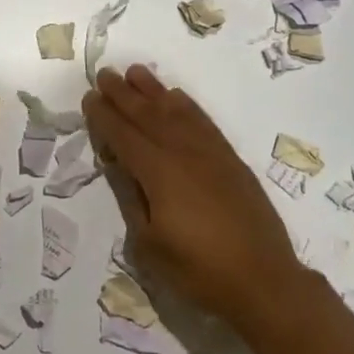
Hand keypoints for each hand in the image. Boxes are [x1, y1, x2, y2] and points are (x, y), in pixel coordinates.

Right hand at [83, 65, 305, 339]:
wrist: (264, 281)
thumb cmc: (198, 270)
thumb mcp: (149, 244)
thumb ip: (131, 197)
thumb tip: (118, 163)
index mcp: (158, 172)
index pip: (123, 135)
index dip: (104, 116)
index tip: (89, 98)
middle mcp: (183, 152)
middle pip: (147, 115)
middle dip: (123, 94)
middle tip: (105, 74)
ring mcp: (210, 153)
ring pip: (176, 111)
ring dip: (153, 90)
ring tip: (135, 72)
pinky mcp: (230, 159)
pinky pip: (203, 120)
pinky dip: (186, 104)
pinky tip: (176, 96)